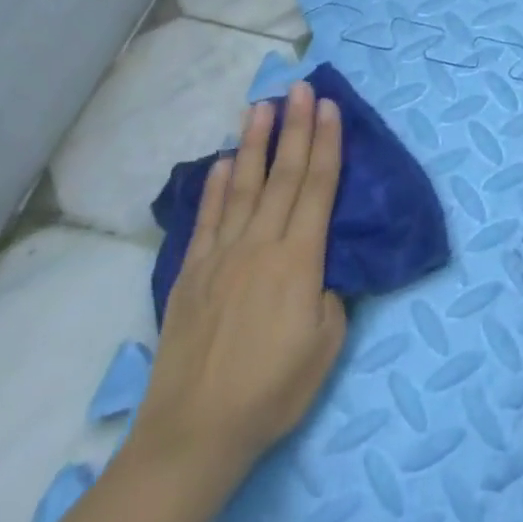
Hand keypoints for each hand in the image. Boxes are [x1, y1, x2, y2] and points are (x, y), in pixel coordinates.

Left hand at [129, 82, 346, 483]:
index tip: (330, 107)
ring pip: (242, 187)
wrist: (194, 434)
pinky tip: (222, 163)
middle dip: (295, 127)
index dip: (326, 144)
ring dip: (253, 143)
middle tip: (300, 87)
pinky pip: (207, 219)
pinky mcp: (191, 274)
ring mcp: (221, 257)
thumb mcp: (326, 344)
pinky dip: (215, 187)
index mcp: (299, 260)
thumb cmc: (273, 391)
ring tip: (261, 106)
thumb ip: (331, 294)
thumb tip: (322, 267)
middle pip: (282, 175)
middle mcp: (260, 245)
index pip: (317, 188)